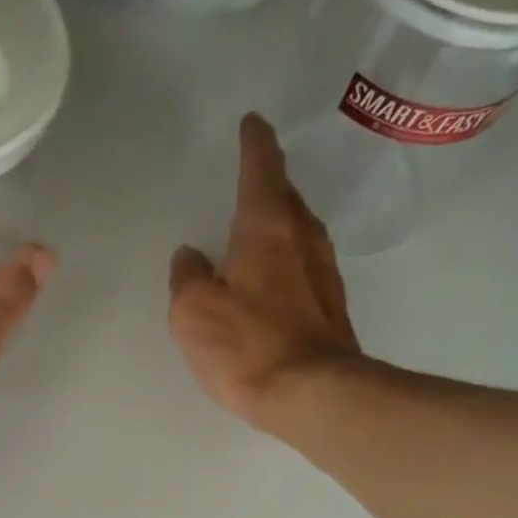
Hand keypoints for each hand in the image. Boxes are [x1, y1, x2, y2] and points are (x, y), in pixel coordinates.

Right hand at [168, 114, 364, 435]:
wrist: (312, 395)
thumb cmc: (248, 345)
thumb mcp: (194, 311)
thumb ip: (187, 277)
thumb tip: (190, 256)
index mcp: (267, 227)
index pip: (260, 167)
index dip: (254, 143)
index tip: (252, 123)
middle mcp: (303, 239)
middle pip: (286, 197)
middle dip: (270, 182)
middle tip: (253, 176)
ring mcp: (324, 273)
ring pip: (299, 232)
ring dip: (280, 223)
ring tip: (259, 227)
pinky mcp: (331, 308)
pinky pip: (304, 268)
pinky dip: (287, 262)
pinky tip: (273, 280)